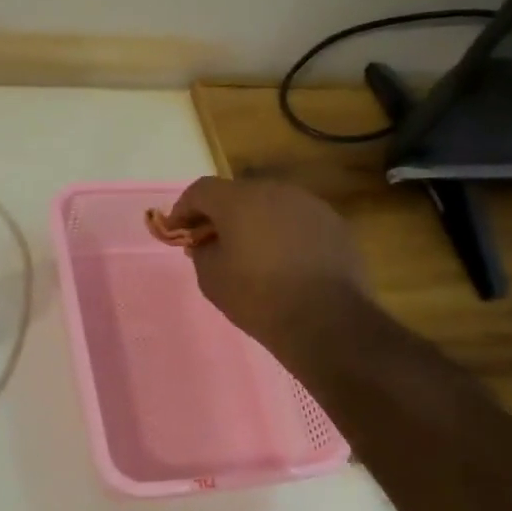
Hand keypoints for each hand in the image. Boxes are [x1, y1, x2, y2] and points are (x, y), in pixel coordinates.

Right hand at [166, 177, 369, 360]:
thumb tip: (207, 242)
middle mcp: (275, 191)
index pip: (201, 190)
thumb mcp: (212, 279)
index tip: (177, 230)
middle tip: (213, 240)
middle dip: (221, 214)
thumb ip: (202, 252)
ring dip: (255, 222)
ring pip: (272, 205)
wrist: (326, 320)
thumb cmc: (258, 297)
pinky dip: (284, 234)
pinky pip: (298, 222)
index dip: (184, 208)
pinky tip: (285, 261)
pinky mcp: (334, 224)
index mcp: (239, 200)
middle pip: (238, 194)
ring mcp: (309, 205)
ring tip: (251, 251)